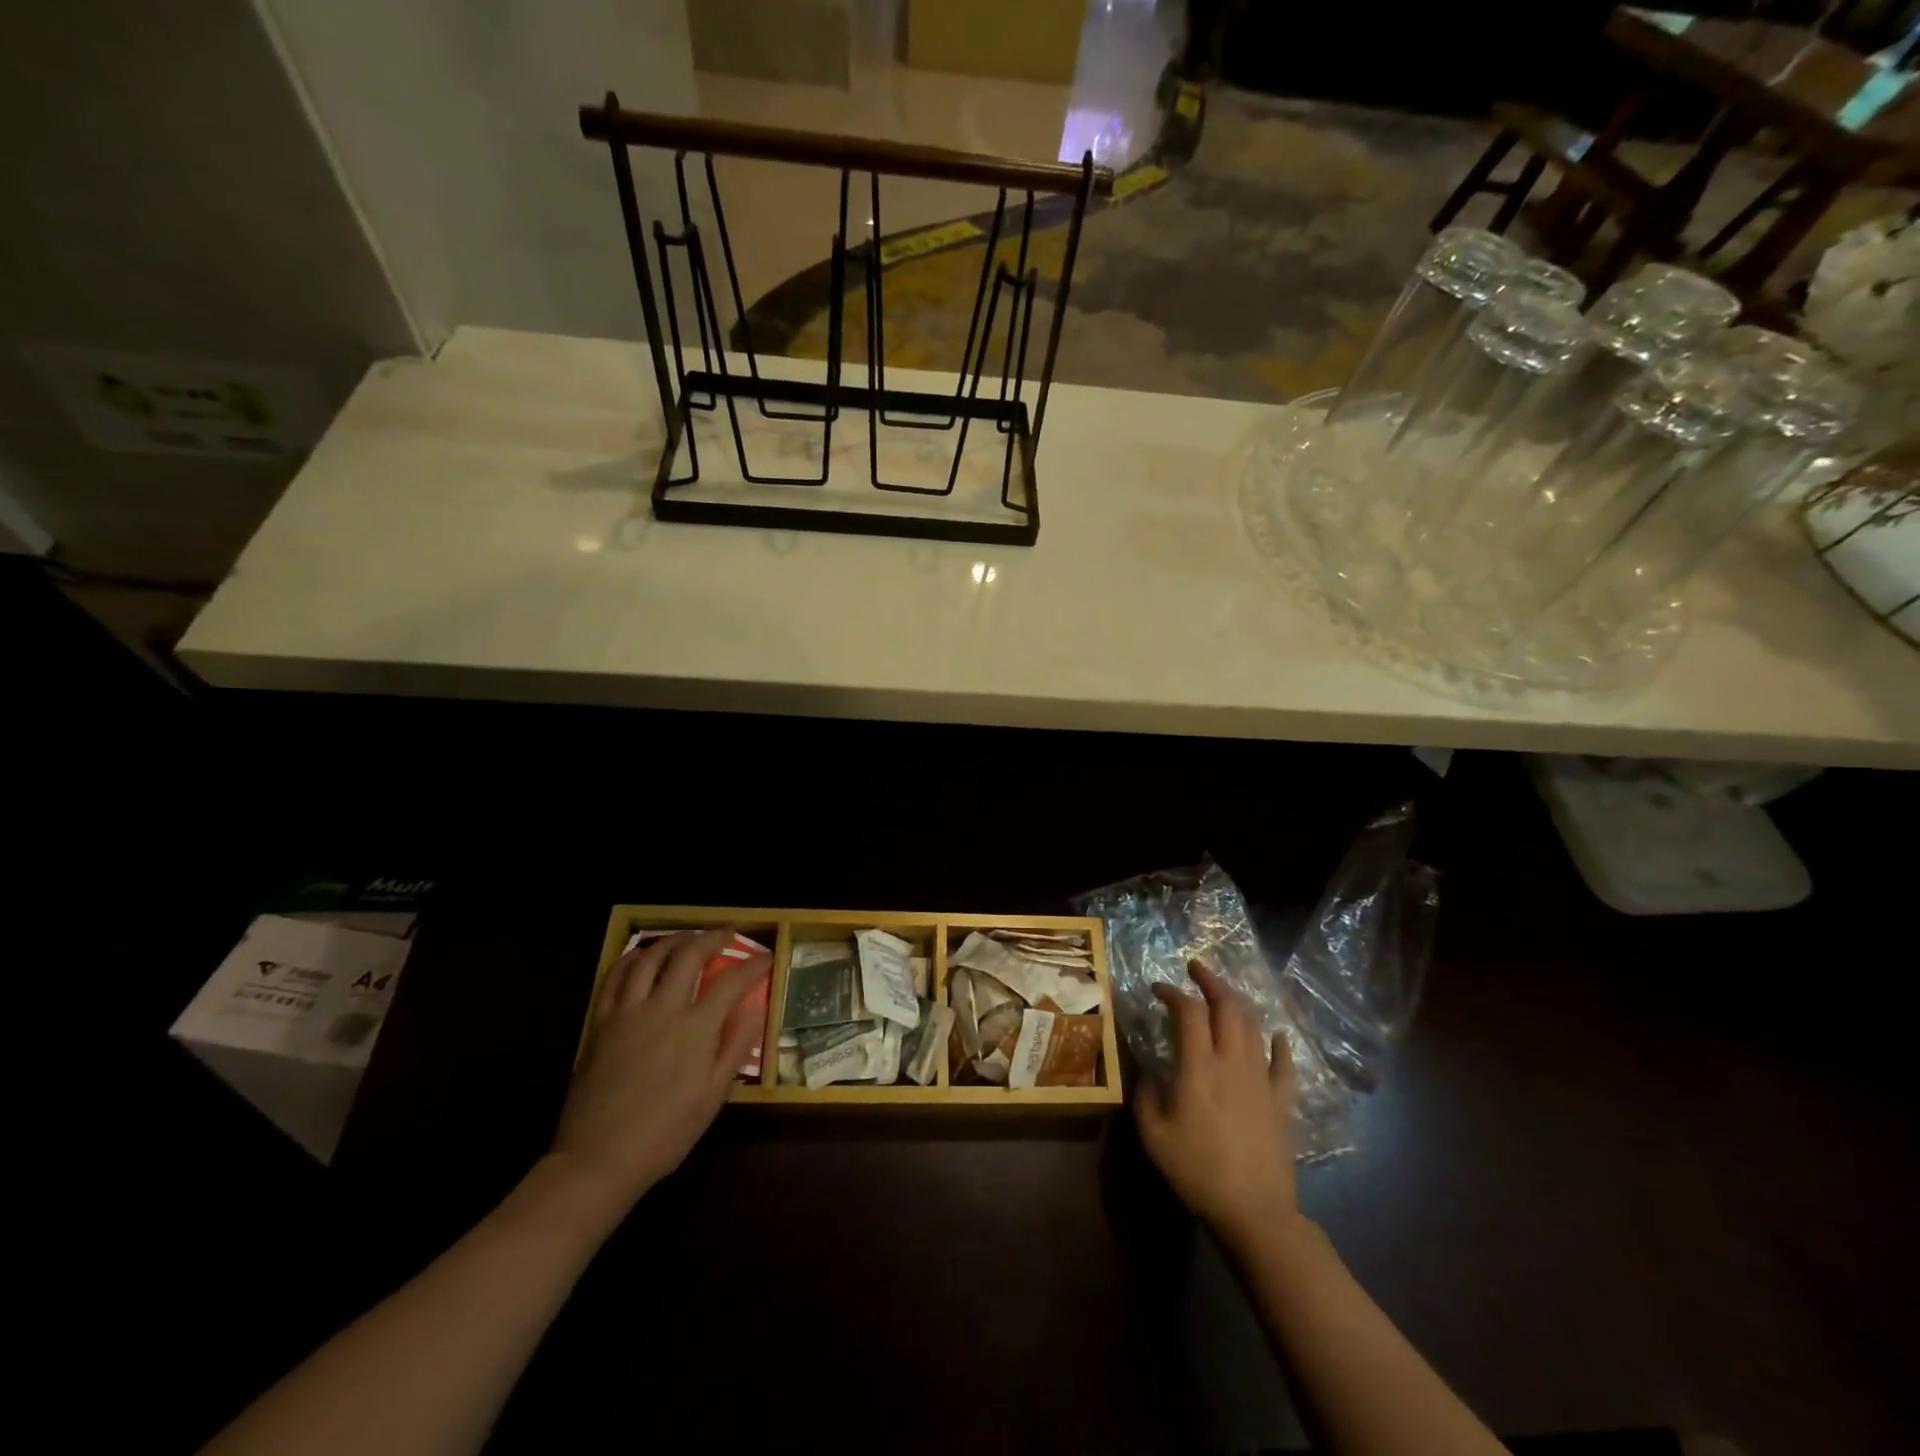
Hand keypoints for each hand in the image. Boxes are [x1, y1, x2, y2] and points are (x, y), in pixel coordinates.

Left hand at [548, 928, 769, 1220]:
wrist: (600, 1158)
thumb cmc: (666, 1132)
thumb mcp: (714, 1095)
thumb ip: (736, 1046)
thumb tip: (754, 1008)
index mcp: (696, 1028)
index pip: (731, 981)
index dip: (752, 965)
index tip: (765, 958)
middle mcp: (663, 1009)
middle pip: (689, 955)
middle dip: (713, 938)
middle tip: (727, 934)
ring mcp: (628, 1012)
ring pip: (651, 958)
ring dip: (674, 940)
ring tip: (688, 938)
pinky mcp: (601, 1021)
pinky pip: (615, 977)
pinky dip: (633, 958)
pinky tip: (643, 956)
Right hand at [1134, 961, 1300, 1247]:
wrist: (1254, 1211)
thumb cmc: (1196, 1170)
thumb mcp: (1153, 1133)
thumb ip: (1145, 1093)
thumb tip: (1148, 1070)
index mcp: (1199, 1066)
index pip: (1188, 1012)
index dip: (1172, 993)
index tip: (1157, 989)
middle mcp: (1233, 1062)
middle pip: (1227, 1007)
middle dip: (1211, 981)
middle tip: (1195, 968)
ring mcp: (1262, 1079)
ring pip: (1253, 1026)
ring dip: (1237, 1003)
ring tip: (1223, 994)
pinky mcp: (1282, 1101)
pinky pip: (1284, 1063)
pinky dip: (1279, 1044)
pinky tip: (1276, 1035)